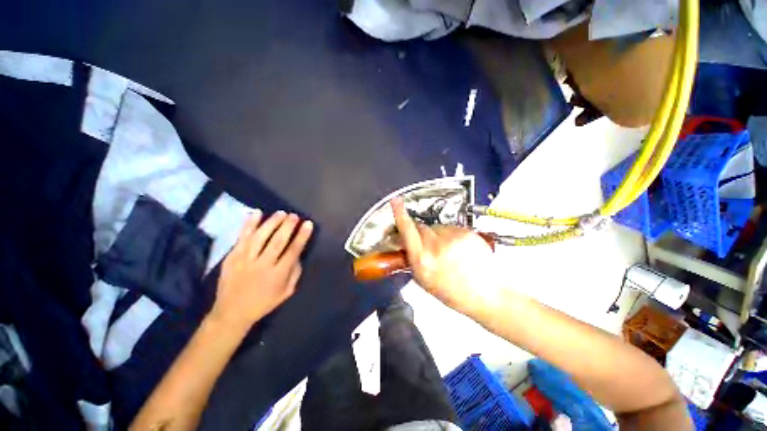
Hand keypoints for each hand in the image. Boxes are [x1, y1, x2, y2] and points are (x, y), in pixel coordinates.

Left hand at [211, 210, 312, 331]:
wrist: (231, 313)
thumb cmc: (263, 303)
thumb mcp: (286, 292)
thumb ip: (295, 272)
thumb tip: (299, 254)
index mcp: (278, 275)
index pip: (293, 251)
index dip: (302, 236)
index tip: (308, 224)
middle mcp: (262, 265)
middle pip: (277, 241)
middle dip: (288, 226)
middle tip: (294, 216)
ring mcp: (244, 260)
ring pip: (260, 236)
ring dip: (272, 222)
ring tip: (281, 213)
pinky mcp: (231, 257)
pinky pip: (241, 237)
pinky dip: (249, 224)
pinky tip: (257, 213)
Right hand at [392, 198, 500, 316]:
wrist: (487, 294)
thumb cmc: (452, 292)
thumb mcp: (423, 280)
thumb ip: (412, 258)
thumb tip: (405, 242)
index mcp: (422, 260)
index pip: (407, 230)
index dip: (400, 214)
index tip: (396, 201)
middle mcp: (436, 246)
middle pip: (421, 226)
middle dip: (421, 233)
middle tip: (430, 247)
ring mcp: (453, 237)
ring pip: (437, 227)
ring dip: (438, 235)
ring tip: (449, 252)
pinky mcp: (466, 232)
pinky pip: (452, 228)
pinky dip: (452, 236)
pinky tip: (459, 250)